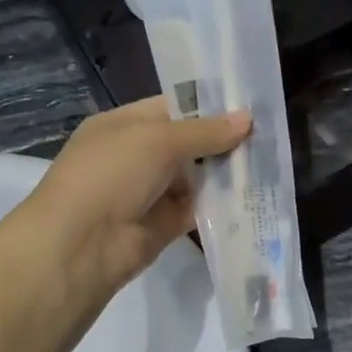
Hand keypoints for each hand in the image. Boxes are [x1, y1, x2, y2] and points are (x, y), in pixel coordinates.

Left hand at [22, 98, 249, 297]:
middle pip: (188, 144)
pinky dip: (221, 205)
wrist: (82, 244)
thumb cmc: (112, 174)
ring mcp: (150, 192)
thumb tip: (247, 119)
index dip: (209, 107)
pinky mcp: (163, 226)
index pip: (172, 108)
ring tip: (269, 164)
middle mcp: (136, 156)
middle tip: (268, 137)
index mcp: (124, 125)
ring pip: (196, 178)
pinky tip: (253, 197)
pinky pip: (198, 210)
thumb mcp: (158, 140)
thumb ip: (205, 131)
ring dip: (226, 174)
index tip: (249, 107)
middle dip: (223, 142)